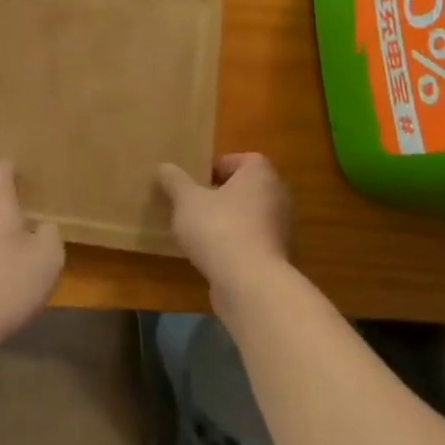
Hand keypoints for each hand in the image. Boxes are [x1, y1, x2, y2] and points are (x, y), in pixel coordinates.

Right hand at [156, 153, 293, 308]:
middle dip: (222, 194)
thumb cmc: (219, 229)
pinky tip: (212, 255)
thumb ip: (174, 181)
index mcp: (260, 175)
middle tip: (196, 202)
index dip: (221, 165)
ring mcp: (280, 230)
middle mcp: (277, 197)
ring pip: (250, 216)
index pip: (245, 159)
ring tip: (199, 230)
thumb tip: (164, 168)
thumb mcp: (186, 200)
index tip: (199, 179)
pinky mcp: (276, 258)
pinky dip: (235, 244)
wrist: (250, 285)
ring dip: (228, 220)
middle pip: (247, 188)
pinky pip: (252, 241)